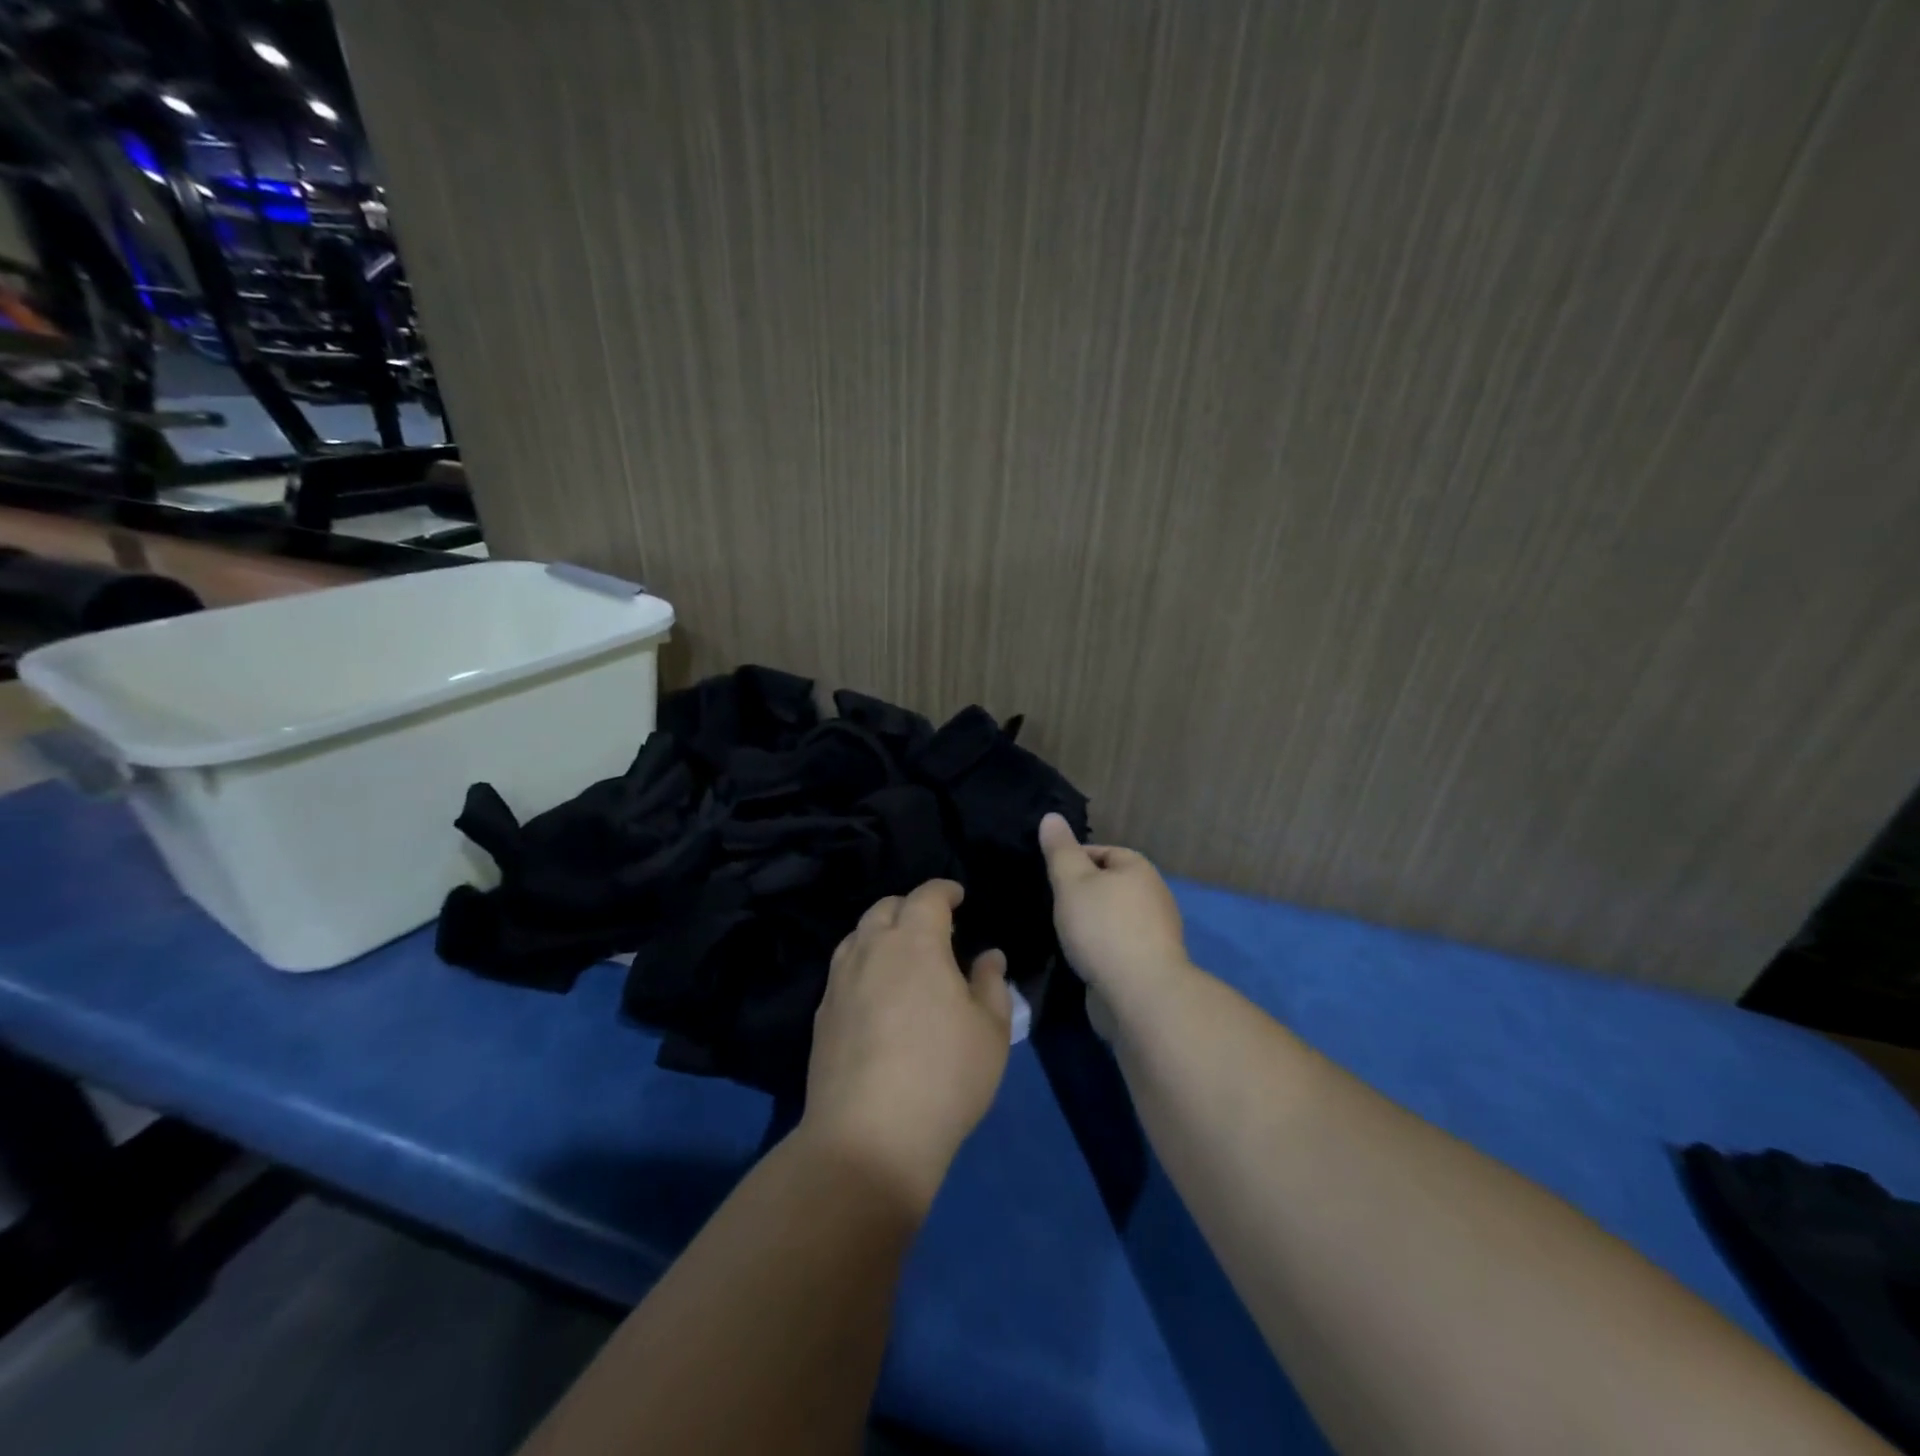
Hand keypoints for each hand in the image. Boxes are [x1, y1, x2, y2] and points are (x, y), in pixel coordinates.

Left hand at [801, 880, 1011, 1210]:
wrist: (868, 1137)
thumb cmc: (944, 1076)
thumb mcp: (990, 1031)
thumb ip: (991, 984)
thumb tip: (988, 956)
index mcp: (915, 942)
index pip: (926, 896)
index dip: (944, 890)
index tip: (958, 896)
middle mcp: (871, 949)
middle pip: (885, 908)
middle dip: (910, 907)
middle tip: (933, 927)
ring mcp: (840, 981)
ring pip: (858, 936)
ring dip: (881, 933)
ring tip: (902, 955)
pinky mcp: (821, 1014)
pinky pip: (843, 969)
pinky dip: (863, 964)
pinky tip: (876, 992)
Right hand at [1039, 812, 1190, 1017]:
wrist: (1141, 994)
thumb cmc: (1103, 928)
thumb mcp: (1072, 882)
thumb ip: (1060, 851)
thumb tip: (1051, 817)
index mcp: (1138, 867)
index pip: (1100, 852)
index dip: (1072, 861)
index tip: (1049, 879)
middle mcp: (1153, 894)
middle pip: (1109, 884)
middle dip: (1082, 894)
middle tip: (1053, 906)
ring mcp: (1156, 931)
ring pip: (1113, 916)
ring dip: (1091, 923)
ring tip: (1064, 933)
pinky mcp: (1152, 962)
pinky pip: (1119, 944)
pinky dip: (1101, 947)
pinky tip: (1083, 958)